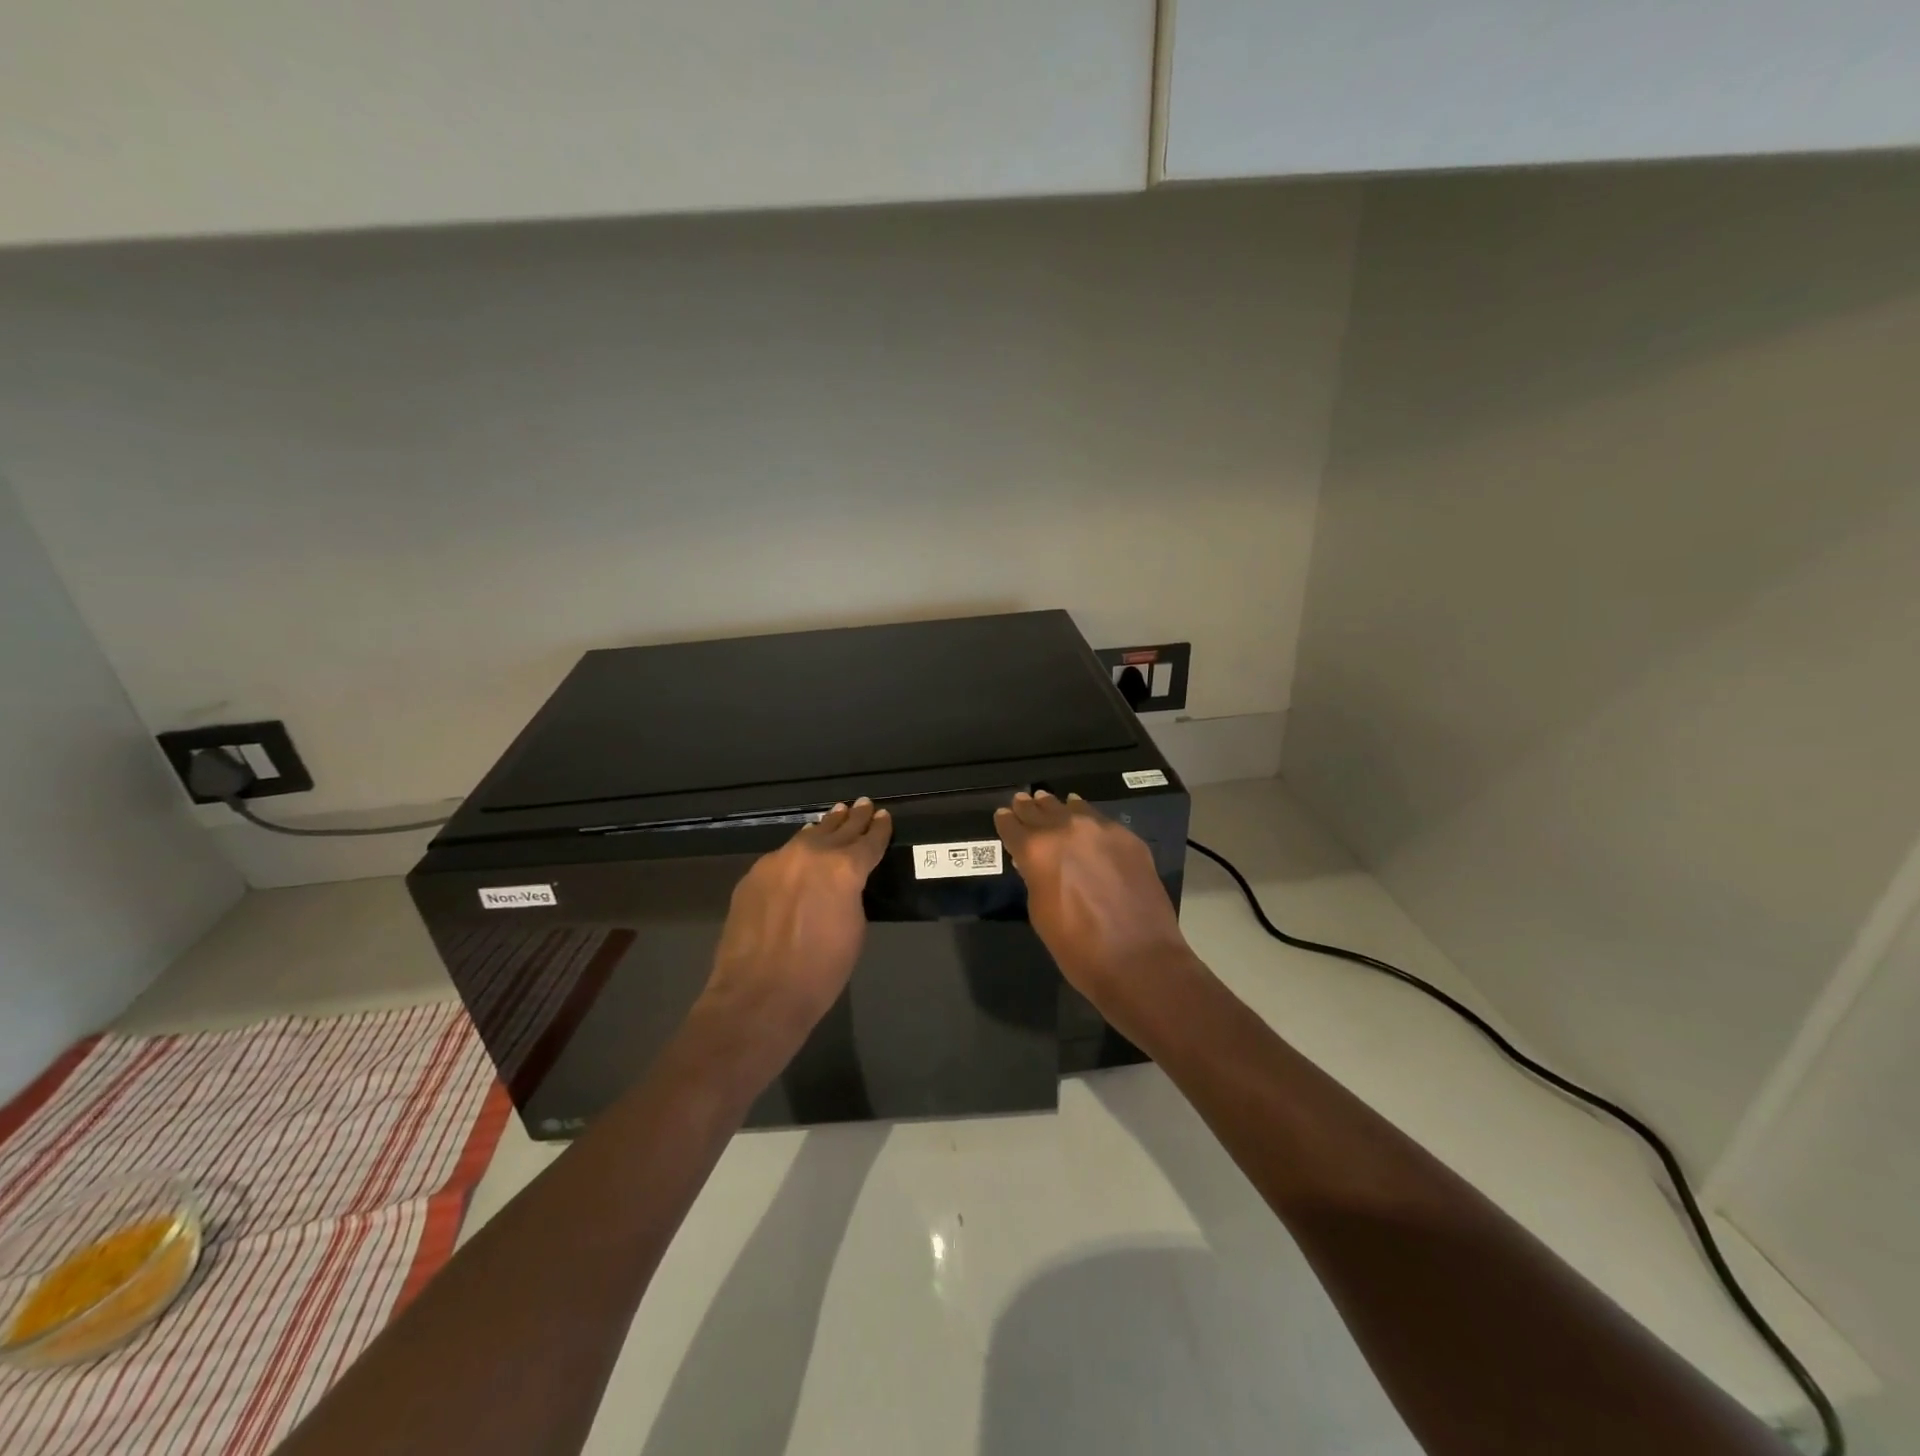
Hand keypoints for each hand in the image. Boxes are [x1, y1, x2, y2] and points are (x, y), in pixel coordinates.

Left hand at [699, 798, 892, 1048]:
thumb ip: (851, 895)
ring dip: (824, 828)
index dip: (878, 828)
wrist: (758, 994)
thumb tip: (843, 883)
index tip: (883, 816)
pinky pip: (781, 857)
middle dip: (853, 818)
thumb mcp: (854, 929)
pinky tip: (799, 852)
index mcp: (845, 868)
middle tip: (862, 804)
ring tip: (834, 816)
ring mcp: (777, 862)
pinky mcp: (753, 876)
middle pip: (838, 829)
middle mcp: (811, 854)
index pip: (868, 841)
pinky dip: (796, 852)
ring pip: (806, 837)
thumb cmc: (820, 971)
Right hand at [994, 790, 1194, 998]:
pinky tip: (1083, 817)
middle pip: (1041, 811)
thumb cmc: (1078, 948)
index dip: (1006, 822)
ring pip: (1072, 808)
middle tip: (1022, 802)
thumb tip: (1032, 864)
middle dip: (1029, 809)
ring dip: (1057, 808)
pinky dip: (1087, 817)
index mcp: (1037, 850)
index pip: (1013, 827)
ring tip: (1049, 803)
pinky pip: (1101, 820)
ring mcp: (1102, 830)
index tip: (1003, 816)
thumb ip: (1034, 880)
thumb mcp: (1040, 914)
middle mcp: (1066, 830)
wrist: (1140, 960)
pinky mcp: (1129, 838)